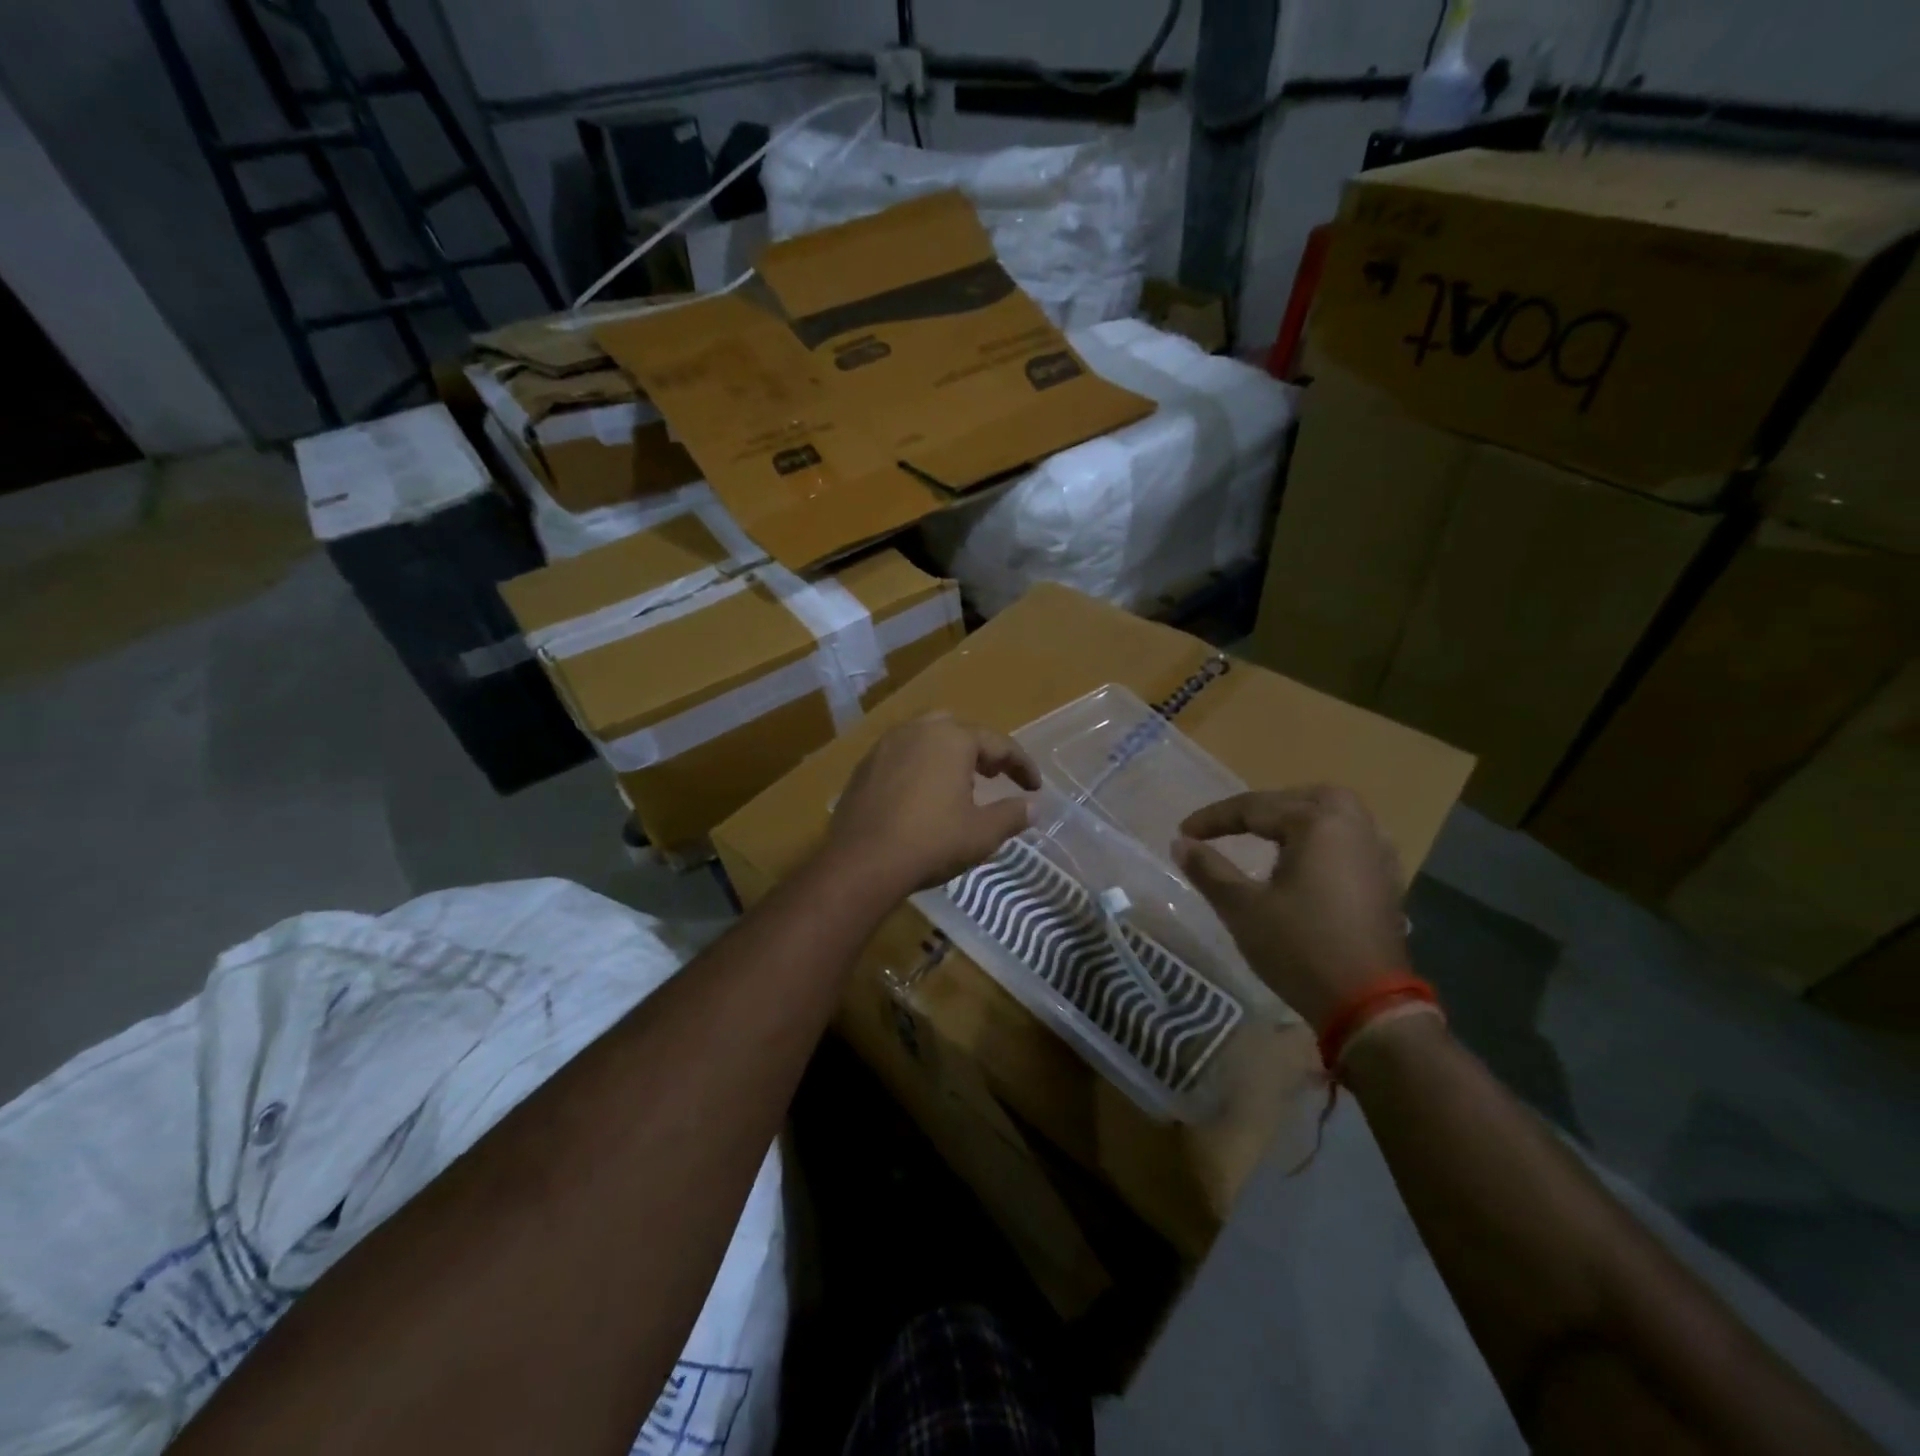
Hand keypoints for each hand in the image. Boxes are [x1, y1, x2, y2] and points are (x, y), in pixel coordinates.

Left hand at [824, 715, 1040, 897]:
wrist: (861, 862)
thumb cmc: (931, 841)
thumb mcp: (982, 833)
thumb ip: (1012, 814)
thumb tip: (1034, 806)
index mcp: (952, 738)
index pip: (999, 744)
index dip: (1022, 766)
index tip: (1035, 787)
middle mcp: (918, 730)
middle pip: (959, 732)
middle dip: (981, 751)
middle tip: (994, 776)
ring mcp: (886, 745)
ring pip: (926, 739)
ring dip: (948, 757)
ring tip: (959, 785)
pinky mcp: (864, 766)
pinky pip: (901, 756)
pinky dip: (920, 768)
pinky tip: (922, 796)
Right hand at [1174, 786, 1407, 1032]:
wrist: (1369, 1006)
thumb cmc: (1300, 949)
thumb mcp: (1243, 908)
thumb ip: (1209, 869)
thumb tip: (1180, 843)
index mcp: (1318, 823)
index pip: (1254, 808)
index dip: (1214, 819)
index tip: (1183, 832)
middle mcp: (1355, 826)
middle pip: (1301, 799)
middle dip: (1261, 807)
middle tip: (1227, 826)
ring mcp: (1377, 852)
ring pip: (1332, 815)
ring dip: (1295, 818)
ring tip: (1264, 835)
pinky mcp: (1387, 879)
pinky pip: (1349, 839)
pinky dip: (1321, 839)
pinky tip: (1306, 860)